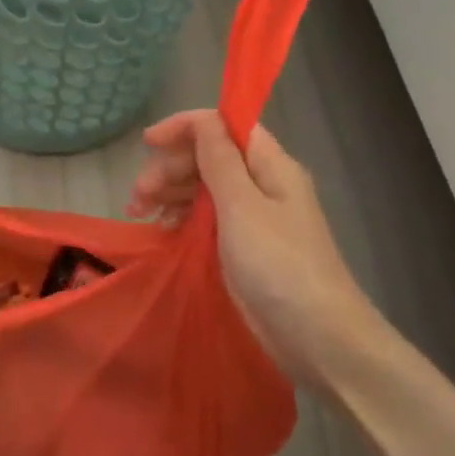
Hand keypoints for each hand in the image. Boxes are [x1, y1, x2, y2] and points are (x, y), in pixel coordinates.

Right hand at [127, 110, 381, 383]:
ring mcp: (254, 218)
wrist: (316, 336)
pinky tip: (162, 230)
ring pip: (204, 187)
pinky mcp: (244, 247)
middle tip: (138, 197)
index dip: (185, 128)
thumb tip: (202, 120)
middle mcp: (263, 184)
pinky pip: (207, 218)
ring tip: (139, 213)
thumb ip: (218, 160)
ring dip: (170, 192)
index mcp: (270, 165)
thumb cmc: (278, 264)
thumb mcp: (242, 206)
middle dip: (170, 167)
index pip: (225, 125)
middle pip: (210, 156)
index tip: (146, 145)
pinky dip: (182, 217)